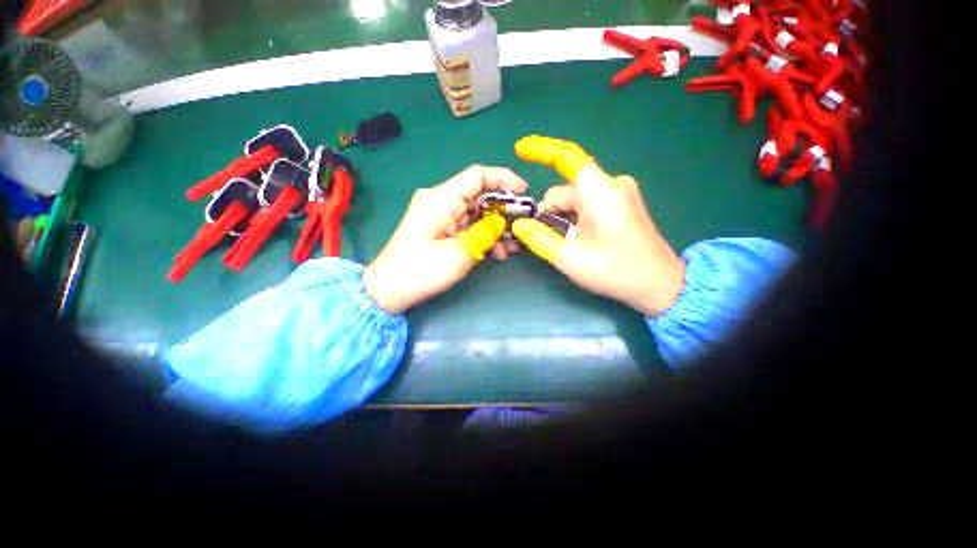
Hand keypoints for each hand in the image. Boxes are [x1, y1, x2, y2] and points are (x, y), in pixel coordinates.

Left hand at [363, 165, 527, 314]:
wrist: (390, 290)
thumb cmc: (421, 271)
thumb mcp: (459, 253)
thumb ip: (484, 233)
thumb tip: (501, 221)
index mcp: (441, 199)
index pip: (477, 176)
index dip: (504, 179)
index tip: (525, 192)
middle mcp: (441, 201)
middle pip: (480, 196)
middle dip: (504, 212)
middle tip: (522, 229)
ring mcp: (441, 216)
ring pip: (477, 213)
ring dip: (496, 229)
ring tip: (511, 249)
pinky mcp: (442, 229)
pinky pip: (469, 226)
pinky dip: (484, 237)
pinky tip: (496, 253)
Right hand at [511, 136, 685, 316]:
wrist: (658, 283)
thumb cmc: (615, 272)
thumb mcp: (569, 259)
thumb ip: (539, 238)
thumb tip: (519, 224)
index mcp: (600, 192)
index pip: (567, 158)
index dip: (542, 150)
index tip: (520, 149)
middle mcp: (612, 184)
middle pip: (566, 189)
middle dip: (551, 213)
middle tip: (551, 241)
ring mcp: (619, 192)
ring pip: (575, 198)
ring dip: (563, 218)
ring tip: (569, 245)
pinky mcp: (622, 202)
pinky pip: (588, 202)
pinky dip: (575, 218)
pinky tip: (580, 239)